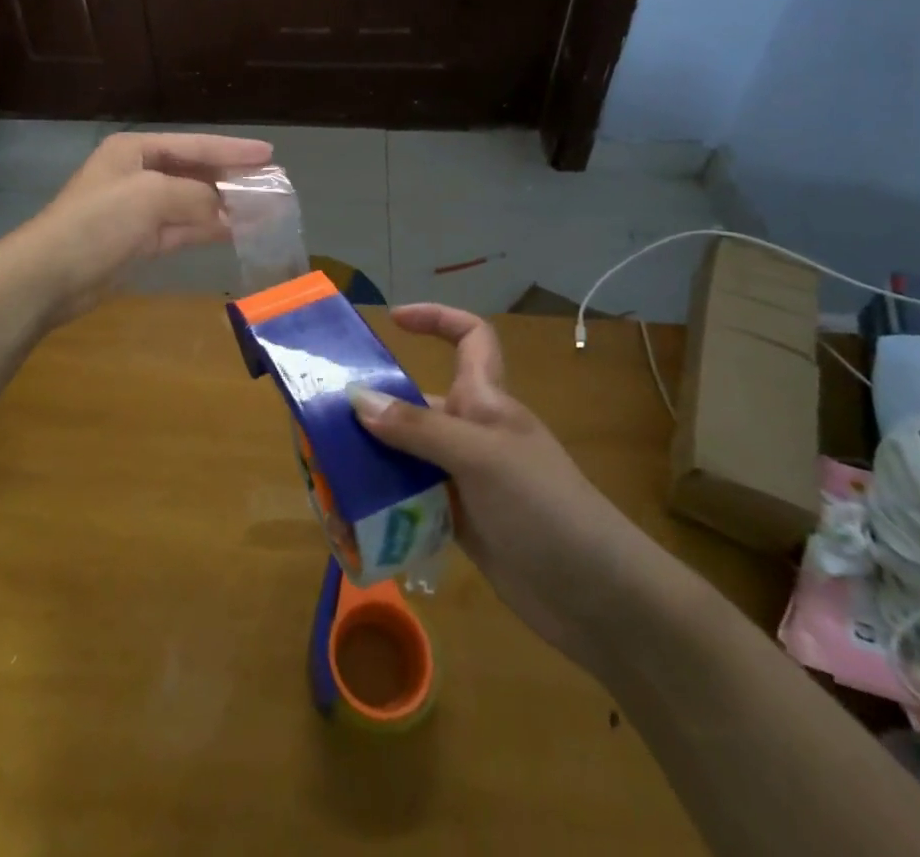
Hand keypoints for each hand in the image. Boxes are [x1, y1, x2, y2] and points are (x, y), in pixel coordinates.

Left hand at [11, 131, 272, 321]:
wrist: (50, 275)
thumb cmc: (98, 222)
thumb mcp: (151, 195)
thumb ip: (195, 195)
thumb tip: (227, 208)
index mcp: (135, 150)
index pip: (193, 145)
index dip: (232, 150)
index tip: (269, 154)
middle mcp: (137, 174)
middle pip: (193, 172)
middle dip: (230, 179)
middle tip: (271, 183)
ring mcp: (137, 210)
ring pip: (191, 202)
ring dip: (224, 206)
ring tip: (262, 209)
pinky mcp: (138, 242)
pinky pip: (182, 229)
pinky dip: (207, 229)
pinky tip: (235, 231)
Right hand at [348, 304, 655, 666]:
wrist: (599, 599)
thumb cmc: (545, 508)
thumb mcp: (480, 458)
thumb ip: (418, 429)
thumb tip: (357, 400)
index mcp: (485, 401)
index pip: (469, 339)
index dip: (436, 319)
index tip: (392, 320)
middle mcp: (471, 433)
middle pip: (416, 405)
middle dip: (373, 410)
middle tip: (320, 426)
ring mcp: (466, 480)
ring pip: (407, 456)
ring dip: (370, 464)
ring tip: (326, 479)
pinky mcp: (460, 522)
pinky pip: (412, 501)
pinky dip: (383, 505)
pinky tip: (352, 519)